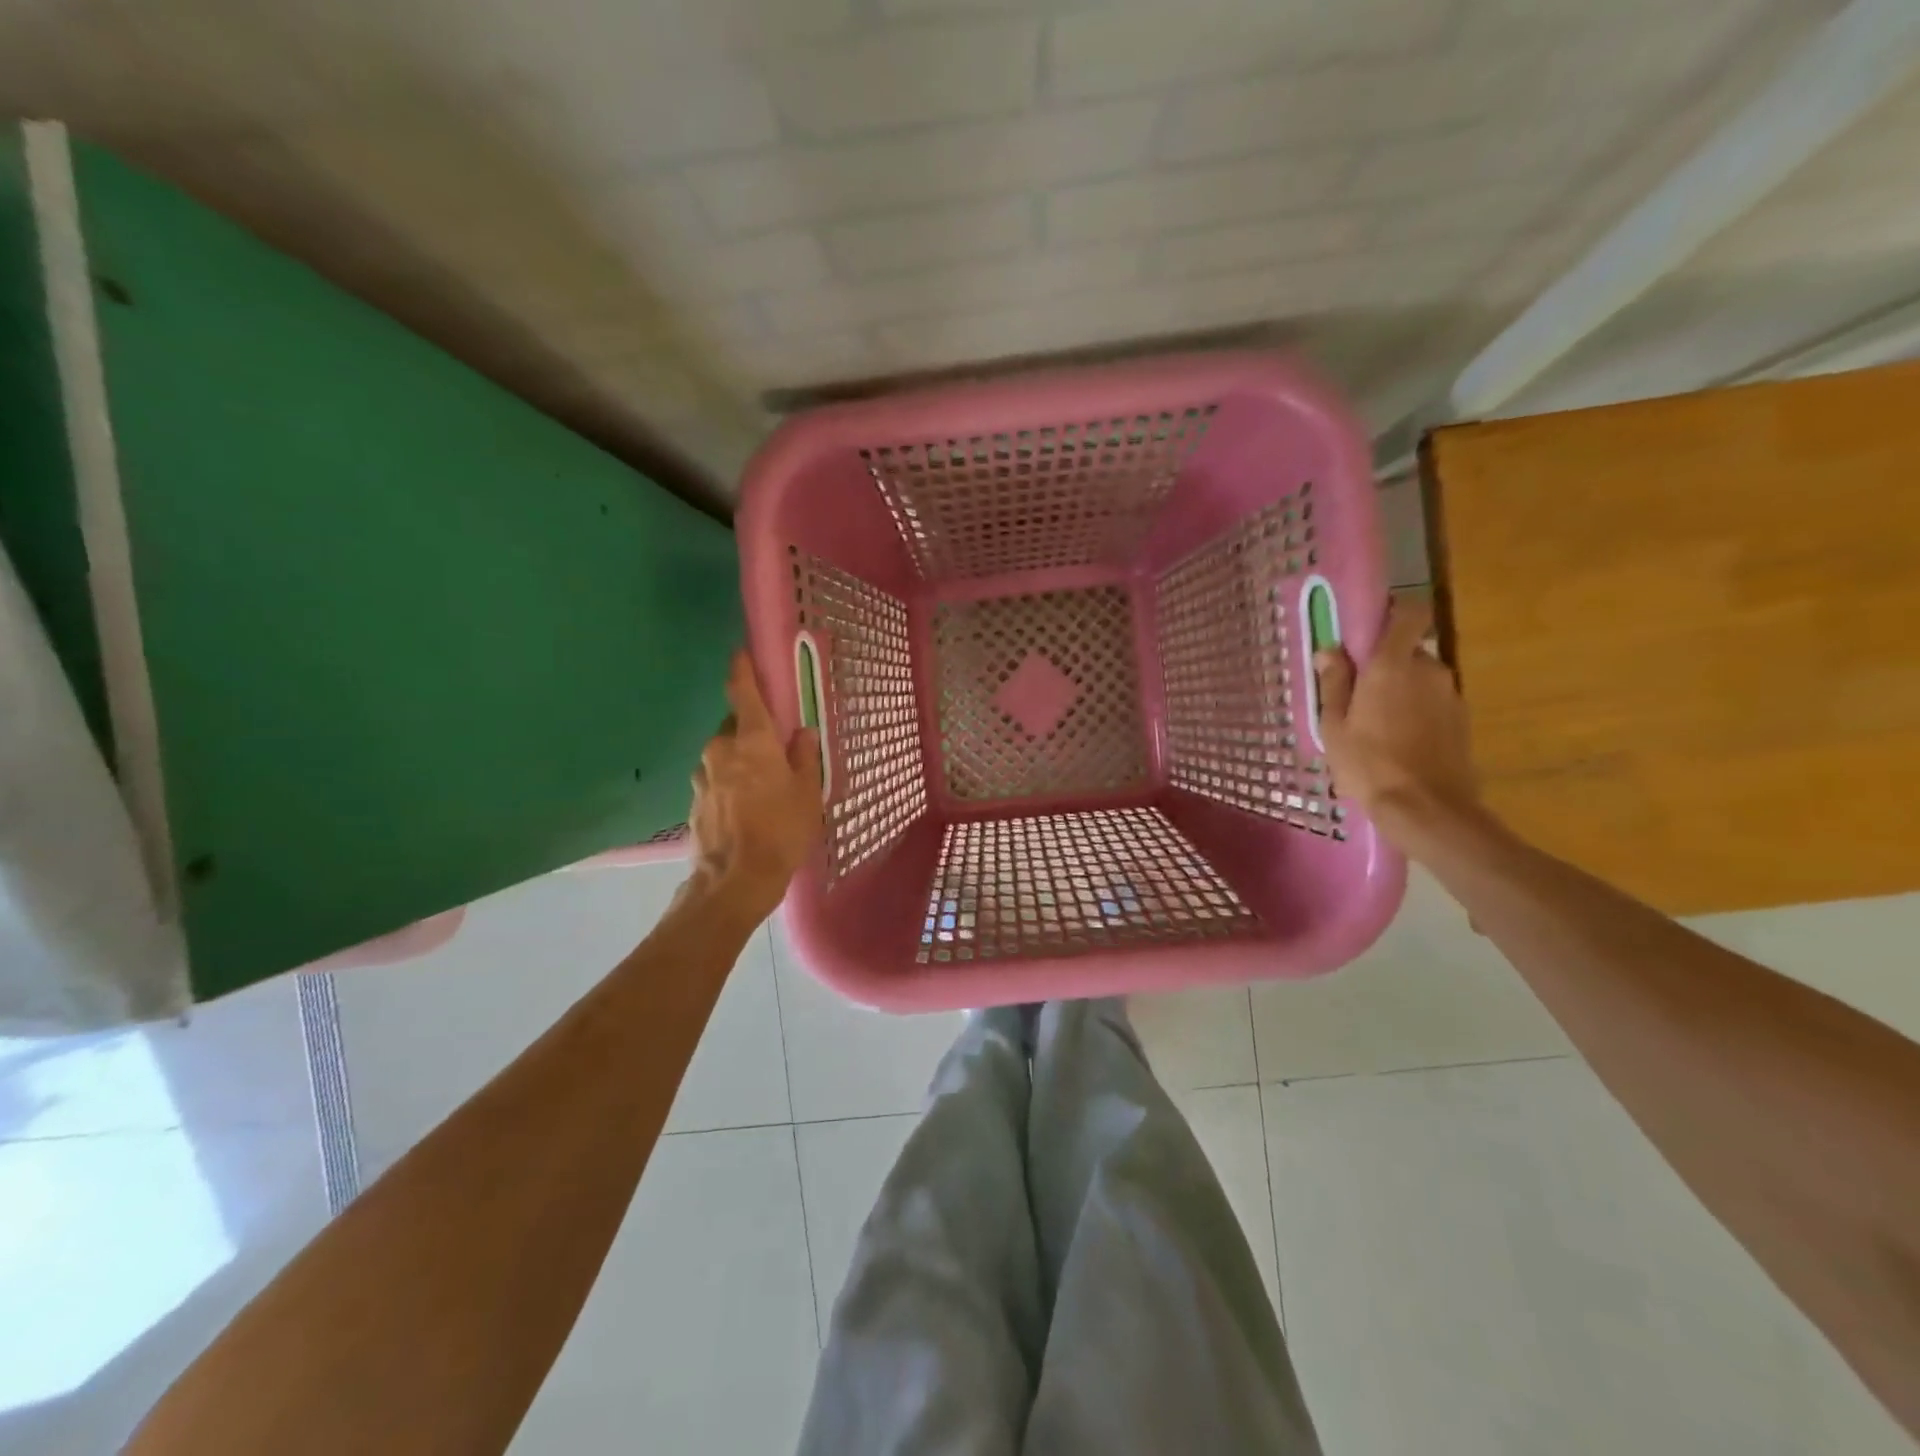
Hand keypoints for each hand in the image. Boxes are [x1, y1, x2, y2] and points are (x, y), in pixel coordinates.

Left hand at [685, 649, 823, 918]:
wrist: (735, 880)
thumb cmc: (781, 830)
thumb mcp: (807, 793)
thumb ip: (805, 757)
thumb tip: (803, 733)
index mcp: (752, 740)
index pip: (743, 692)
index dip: (742, 670)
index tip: (741, 653)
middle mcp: (721, 749)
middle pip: (735, 725)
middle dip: (753, 728)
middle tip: (777, 748)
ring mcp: (703, 775)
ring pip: (724, 753)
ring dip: (741, 758)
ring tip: (764, 785)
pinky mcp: (695, 799)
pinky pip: (717, 778)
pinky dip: (731, 782)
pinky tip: (748, 807)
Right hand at [1315, 597, 1481, 847]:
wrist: (1426, 808)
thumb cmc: (1367, 763)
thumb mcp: (1334, 725)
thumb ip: (1334, 682)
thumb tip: (1330, 650)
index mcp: (1392, 664)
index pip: (1409, 612)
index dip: (1393, 612)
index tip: (1370, 629)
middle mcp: (1428, 669)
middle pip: (1408, 651)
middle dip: (1386, 665)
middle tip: (1358, 694)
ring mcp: (1450, 694)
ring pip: (1421, 679)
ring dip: (1401, 691)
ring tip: (1377, 725)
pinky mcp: (1462, 719)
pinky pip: (1433, 703)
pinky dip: (1417, 713)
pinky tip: (1399, 743)